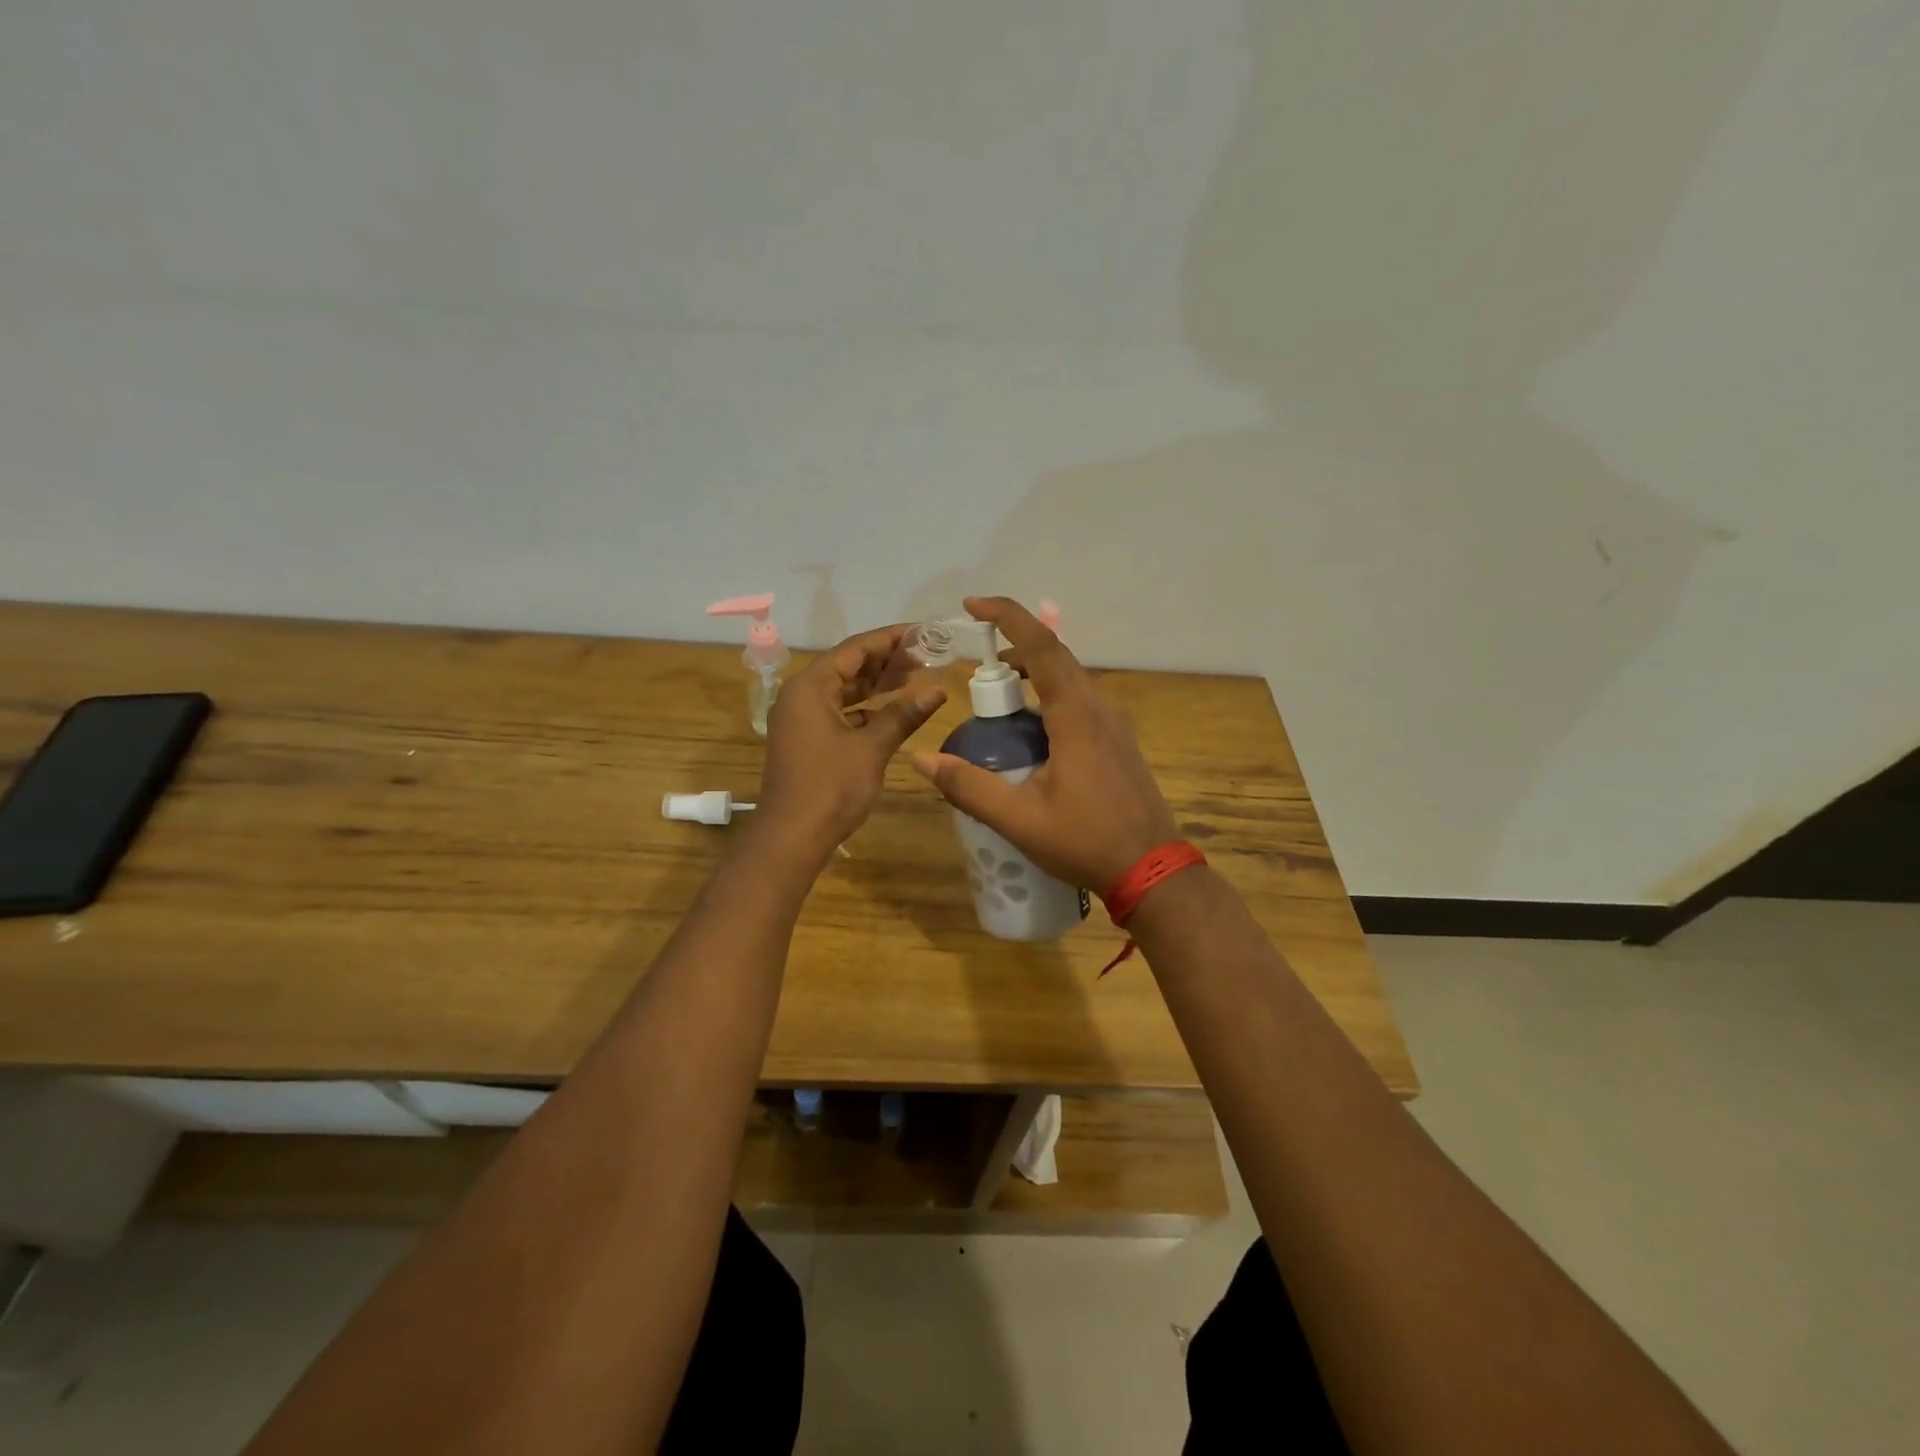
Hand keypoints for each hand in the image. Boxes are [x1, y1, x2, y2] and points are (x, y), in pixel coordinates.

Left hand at [756, 623, 947, 860]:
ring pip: (844, 691)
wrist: (791, 837)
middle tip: (926, 654)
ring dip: (877, 685)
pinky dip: (865, 710)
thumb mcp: (871, 747)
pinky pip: (839, 713)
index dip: (890, 639)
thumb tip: (938, 690)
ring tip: (915, 677)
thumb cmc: (830, 786)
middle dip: (886, 660)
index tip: (922, 632)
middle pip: (848, 666)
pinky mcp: (807, 741)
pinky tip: (894, 712)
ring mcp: (801, 720)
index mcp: (810, 686)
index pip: (855, 649)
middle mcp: (801, 695)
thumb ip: (903, 714)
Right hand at [910, 596, 1178, 891]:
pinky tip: (1032, 730)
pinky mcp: (1120, 743)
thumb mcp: (1019, 819)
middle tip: (976, 663)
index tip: (972, 605)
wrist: (1154, 871)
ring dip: (1033, 673)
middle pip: (1056, 657)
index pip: (1042, 647)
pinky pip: (1081, 702)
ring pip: (1071, 679)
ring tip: (998, 694)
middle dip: (1014, 646)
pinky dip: (1050, 696)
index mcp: (1076, 716)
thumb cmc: (1086, 841)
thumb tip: (922, 759)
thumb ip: (969, 787)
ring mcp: (1115, 725)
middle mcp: (1100, 708)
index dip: (1007, 616)